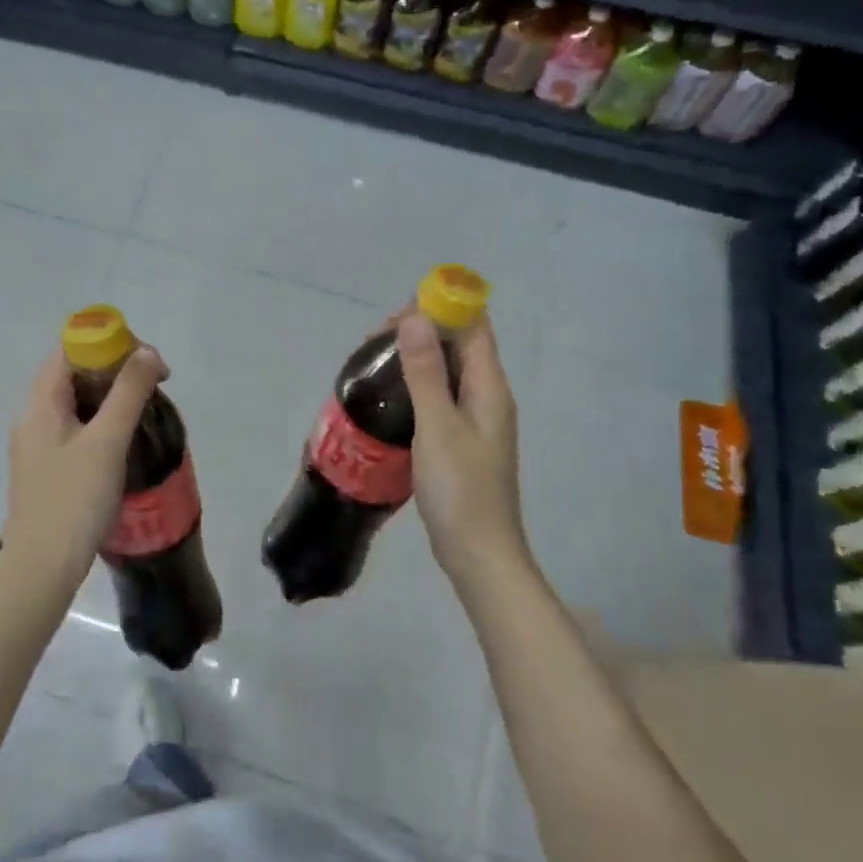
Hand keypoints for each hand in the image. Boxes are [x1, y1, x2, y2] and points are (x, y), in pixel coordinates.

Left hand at [0, 345, 165, 584]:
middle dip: (115, 369)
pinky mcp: (47, 466)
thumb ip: (128, 393)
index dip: (109, 343)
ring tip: (144, 410)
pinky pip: (75, 426)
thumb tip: (148, 352)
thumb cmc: (74, 499)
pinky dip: (101, 420)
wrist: (42, 568)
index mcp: (40, 401)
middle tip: (153, 385)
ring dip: (111, 396)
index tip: (147, 362)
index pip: (70, 348)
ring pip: (76, 400)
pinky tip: (124, 439)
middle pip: (73, 371)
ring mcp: (38, 442)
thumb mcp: (107, 441)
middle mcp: (33, 415)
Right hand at [396, 313, 530, 586]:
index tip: (398, 310)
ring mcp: (475, 420)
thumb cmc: (460, 489)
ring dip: (415, 358)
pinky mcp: (460, 440)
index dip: (443, 307)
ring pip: (446, 372)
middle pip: (459, 346)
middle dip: (422, 330)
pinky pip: (438, 397)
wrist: (478, 553)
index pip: (474, 327)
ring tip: (373, 361)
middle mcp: (487, 397)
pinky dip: (415, 386)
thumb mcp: (437, 426)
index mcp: (489, 388)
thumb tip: (415, 317)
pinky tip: (387, 397)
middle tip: (374, 339)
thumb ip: (425, 372)